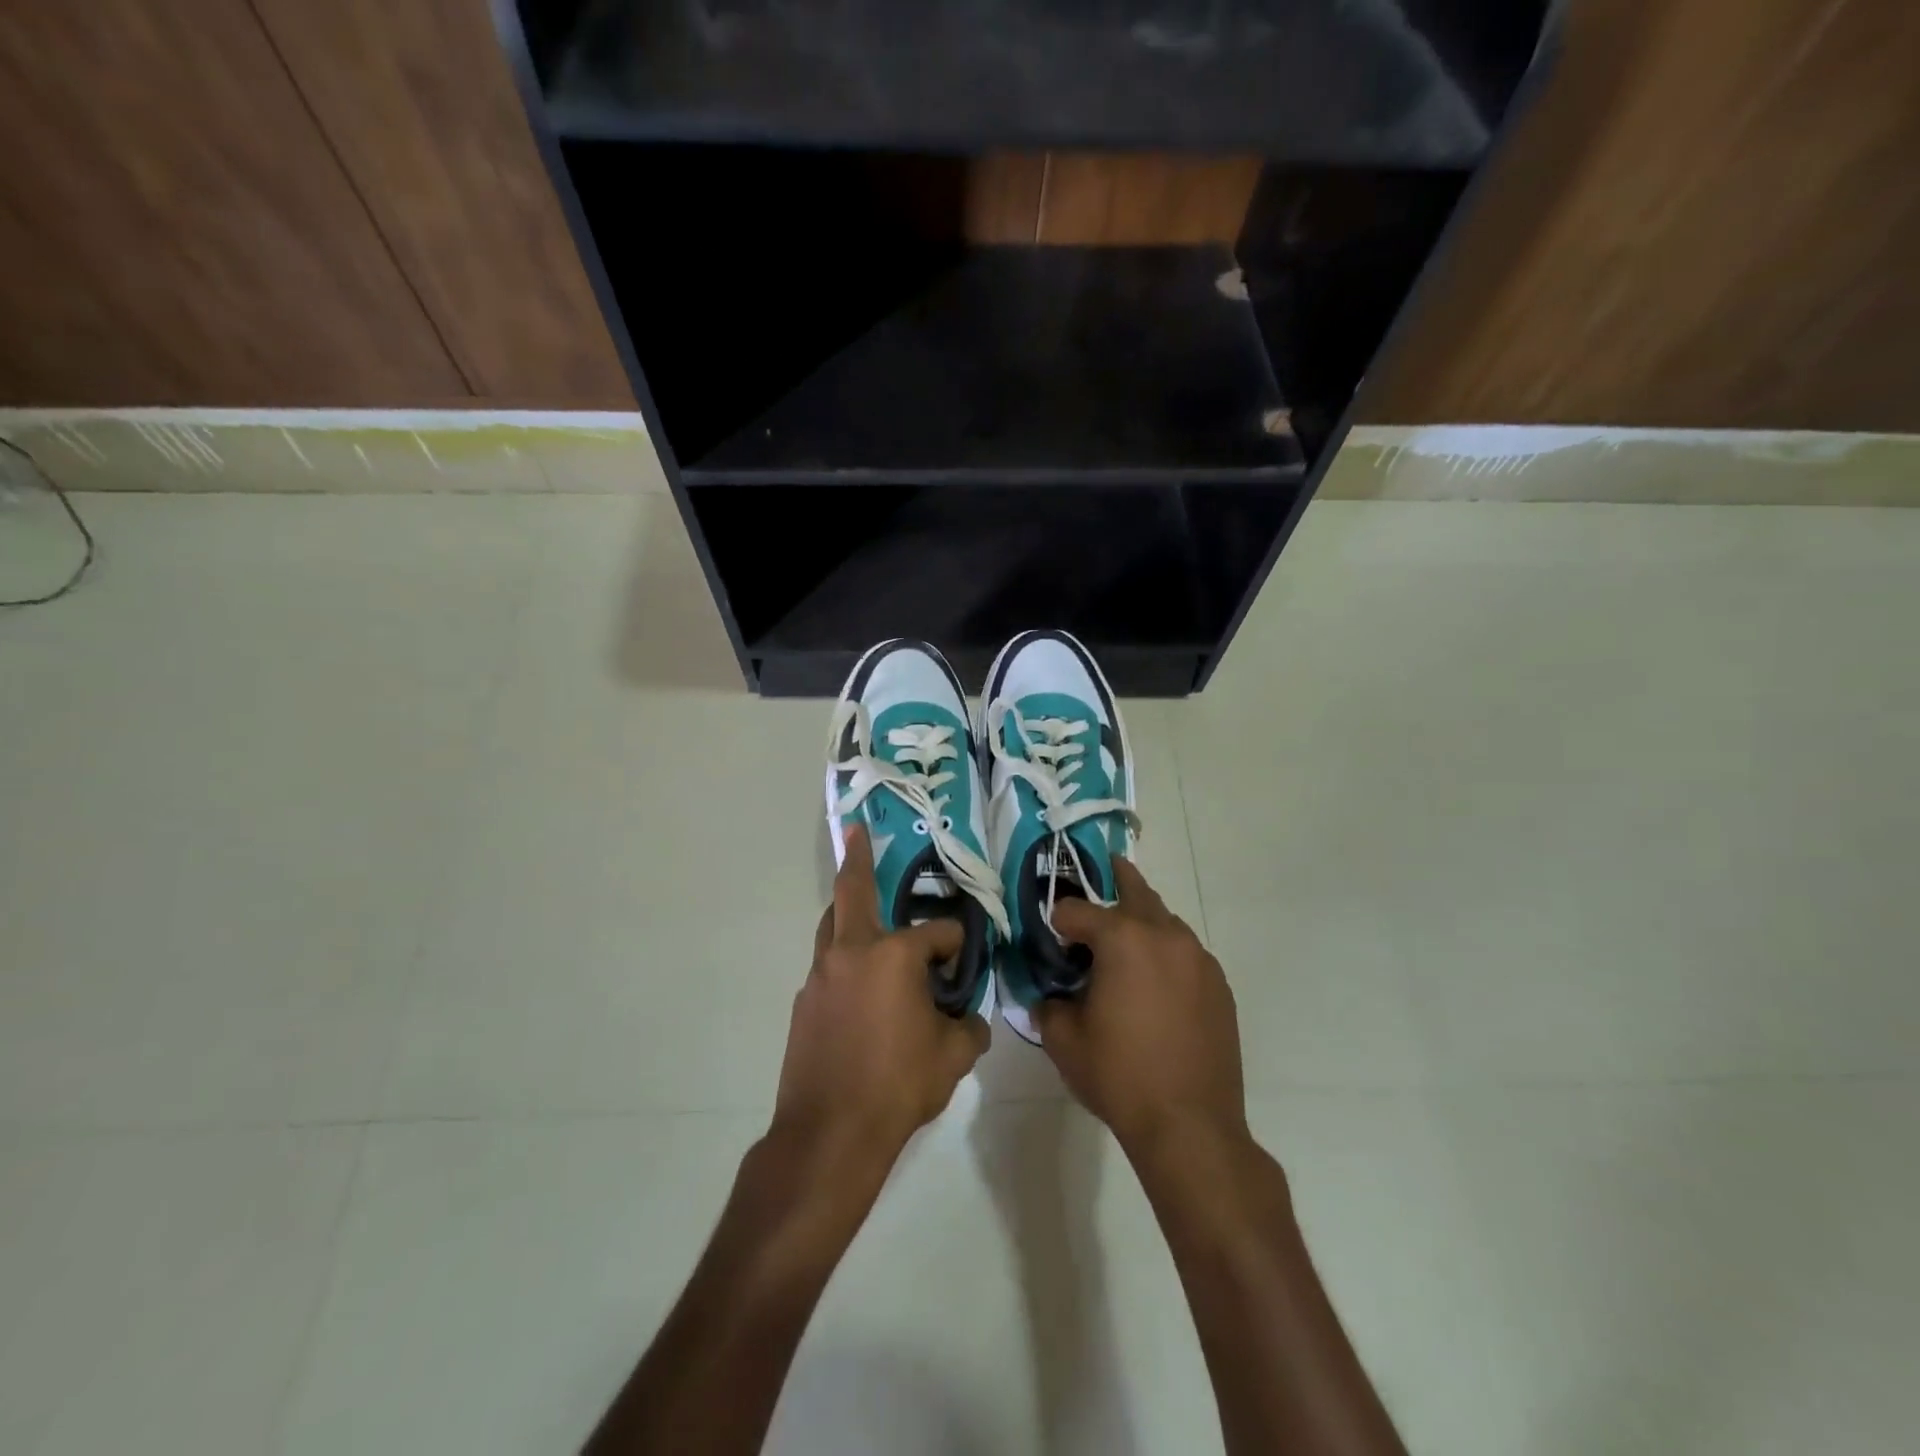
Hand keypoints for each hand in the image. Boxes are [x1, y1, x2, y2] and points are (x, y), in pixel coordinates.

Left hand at [772, 825, 989, 1175]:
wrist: (829, 1133)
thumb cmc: (899, 1086)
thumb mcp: (953, 1057)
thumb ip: (969, 1028)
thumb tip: (970, 1019)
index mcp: (893, 956)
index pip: (937, 933)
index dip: (956, 943)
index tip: (963, 961)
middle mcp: (852, 952)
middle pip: (853, 893)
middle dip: (857, 858)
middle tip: (857, 831)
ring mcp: (821, 975)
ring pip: (832, 926)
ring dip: (848, 912)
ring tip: (864, 913)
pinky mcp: (804, 1002)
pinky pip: (828, 966)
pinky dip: (844, 961)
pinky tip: (860, 989)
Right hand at [1039, 859, 1246, 1159]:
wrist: (1191, 1126)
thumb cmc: (1119, 1076)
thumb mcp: (1064, 1040)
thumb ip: (1048, 1004)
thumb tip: (1050, 994)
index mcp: (1123, 939)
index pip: (1076, 910)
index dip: (1056, 922)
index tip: (1049, 941)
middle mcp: (1164, 935)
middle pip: (1134, 890)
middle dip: (1113, 880)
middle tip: (1101, 869)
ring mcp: (1198, 958)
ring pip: (1164, 920)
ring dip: (1141, 920)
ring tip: (1124, 939)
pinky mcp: (1219, 984)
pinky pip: (1185, 952)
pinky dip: (1165, 952)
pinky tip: (1155, 982)